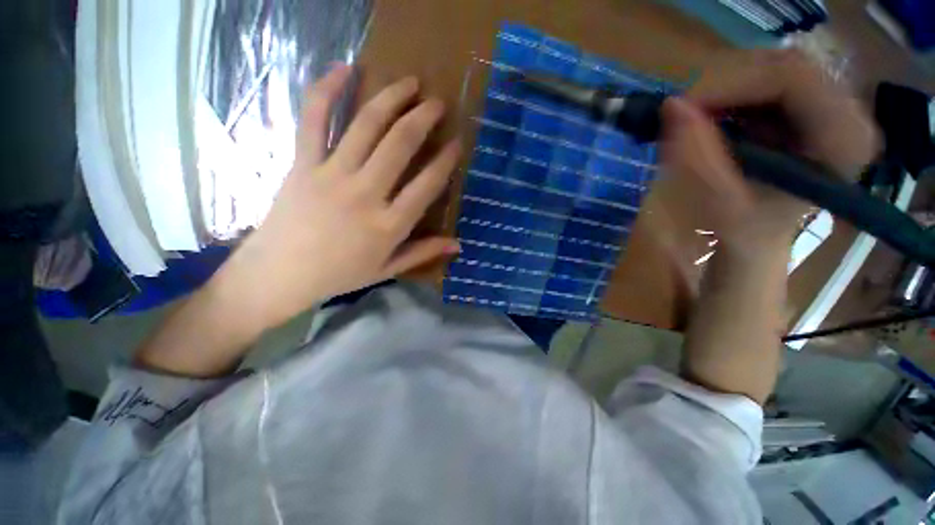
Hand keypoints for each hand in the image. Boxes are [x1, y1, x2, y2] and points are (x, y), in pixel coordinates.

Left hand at [215, 64, 460, 330]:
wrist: (279, 273)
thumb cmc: (339, 275)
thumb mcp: (387, 269)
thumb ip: (424, 253)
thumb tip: (458, 244)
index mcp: (388, 225)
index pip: (427, 185)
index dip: (445, 161)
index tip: (457, 143)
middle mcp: (364, 194)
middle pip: (400, 145)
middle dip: (423, 118)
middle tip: (437, 104)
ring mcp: (331, 174)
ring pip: (366, 125)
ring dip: (391, 98)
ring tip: (410, 83)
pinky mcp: (302, 163)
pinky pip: (314, 119)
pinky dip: (327, 90)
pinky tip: (345, 68)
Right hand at [660, 50, 879, 255]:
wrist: (758, 239)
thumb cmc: (747, 232)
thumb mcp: (721, 204)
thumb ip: (698, 158)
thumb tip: (671, 107)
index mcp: (844, 140)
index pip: (794, 78)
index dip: (734, 82)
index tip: (683, 105)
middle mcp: (847, 113)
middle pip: (784, 65)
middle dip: (726, 83)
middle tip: (682, 111)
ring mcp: (827, 105)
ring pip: (772, 68)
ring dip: (725, 89)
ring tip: (694, 118)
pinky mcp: (806, 106)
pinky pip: (765, 80)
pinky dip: (730, 94)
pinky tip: (713, 118)